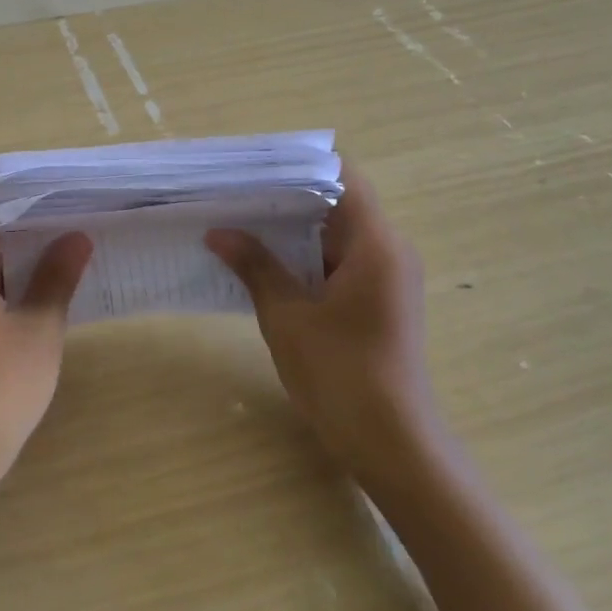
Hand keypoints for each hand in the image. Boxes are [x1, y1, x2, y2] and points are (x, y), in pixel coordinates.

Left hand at [0, 176, 92, 500]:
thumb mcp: (38, 328)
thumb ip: (56, 276)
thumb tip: (77, 236)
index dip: (20, 182)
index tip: (62, 178)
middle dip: (28, 214)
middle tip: (80, 204)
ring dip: (22, 247)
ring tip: (73, 234)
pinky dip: (10, 275)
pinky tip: (49, 279)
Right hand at [206, 166, 437, 482]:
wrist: (392, 444)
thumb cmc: (340, 375)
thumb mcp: (287, 317)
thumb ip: (256, 267)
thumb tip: (219, 232)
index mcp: (375, 244)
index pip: (343, 177)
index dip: (299, 165)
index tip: (255, 167)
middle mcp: (390, 250)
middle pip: (339, 203)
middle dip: (288, 198)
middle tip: (236, 194)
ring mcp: (388, 277)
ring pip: (338, 234)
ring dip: (295, 230)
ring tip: (242, 223)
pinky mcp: (381, 301)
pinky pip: (342, 262)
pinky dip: (307, 257)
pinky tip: (266, 263)